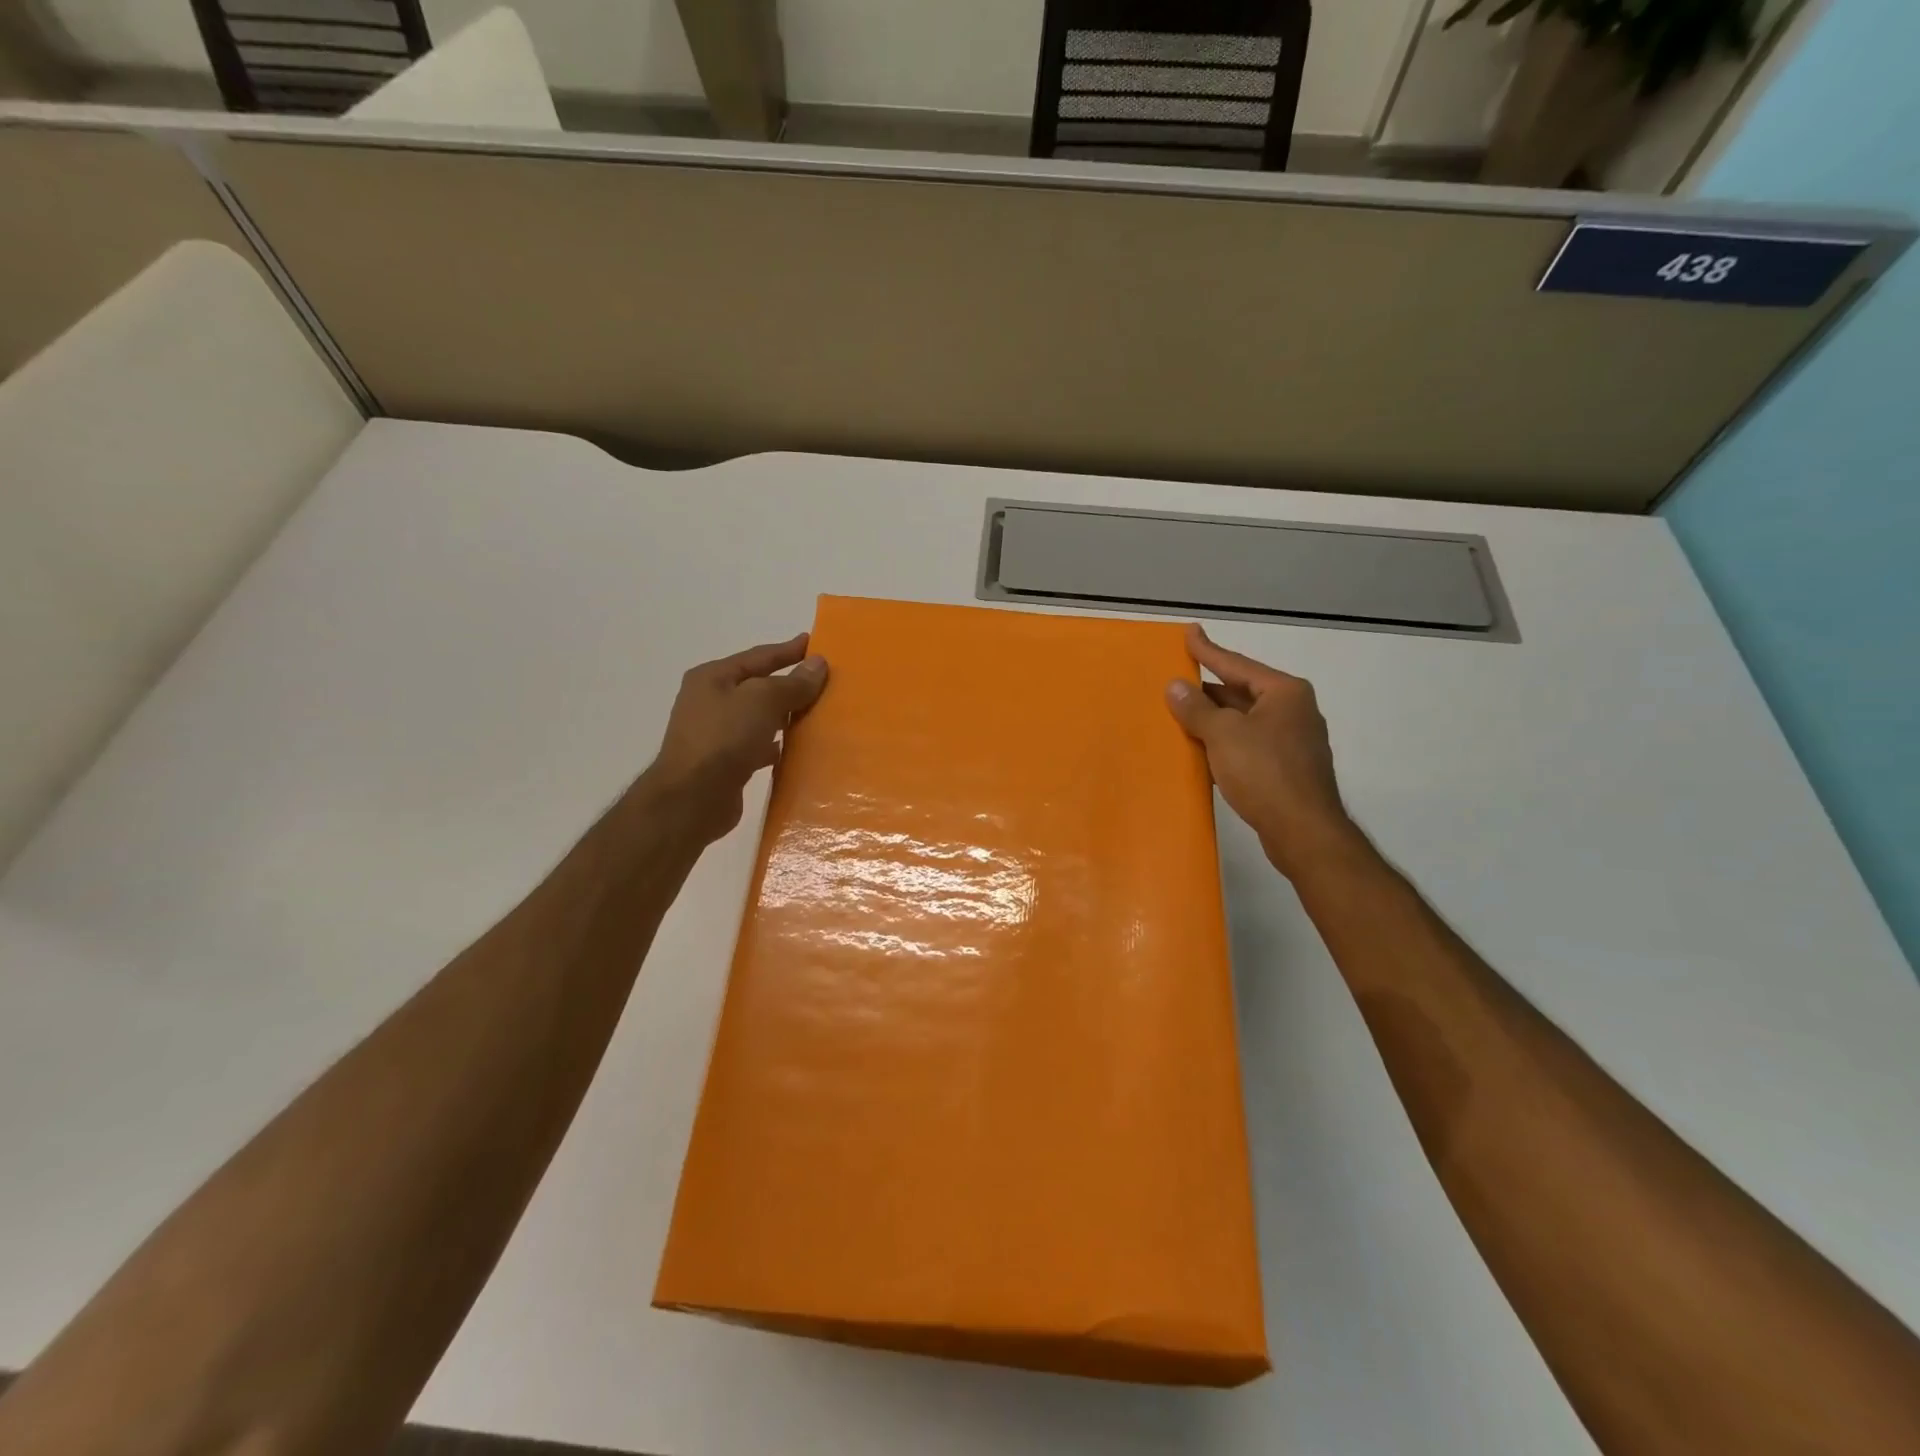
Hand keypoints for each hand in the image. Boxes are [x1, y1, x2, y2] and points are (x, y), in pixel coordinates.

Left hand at [643, 634, 827, 842]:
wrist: (692, 799)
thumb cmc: (724, 738)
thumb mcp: (762, 701)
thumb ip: (792, 683)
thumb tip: (818, 664)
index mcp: (713, 678)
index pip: (758, 657)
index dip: (788, 650)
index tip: (815, 644)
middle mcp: (710, 701)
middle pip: (757, 687)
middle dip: (789, 684)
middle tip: (823, 682)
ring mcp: (715, 734)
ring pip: (758, 717)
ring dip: (784, 716)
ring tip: (816, 715)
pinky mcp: (723, 763)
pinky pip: (756, 745)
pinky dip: (775, 744)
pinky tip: (794, 749)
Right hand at [1165, 624, 1359, 878]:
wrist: (1303, 830)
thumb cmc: (1264, 773)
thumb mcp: (1223, 735)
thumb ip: (1197, 708)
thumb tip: (1175, 686)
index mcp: (1284, 693)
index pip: (1237, 664)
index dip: (1208, 650)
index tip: (1189, 633)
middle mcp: (1294, 710)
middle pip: (1242, 691)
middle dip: (1208, 689)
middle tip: (1177, 679)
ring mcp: (1294, 741)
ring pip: (1245, 720)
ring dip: (1214, 718)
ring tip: (1182, 712)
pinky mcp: (1288, 768)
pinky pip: (1249, 743)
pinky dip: (1225, 741)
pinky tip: (1203, 748)